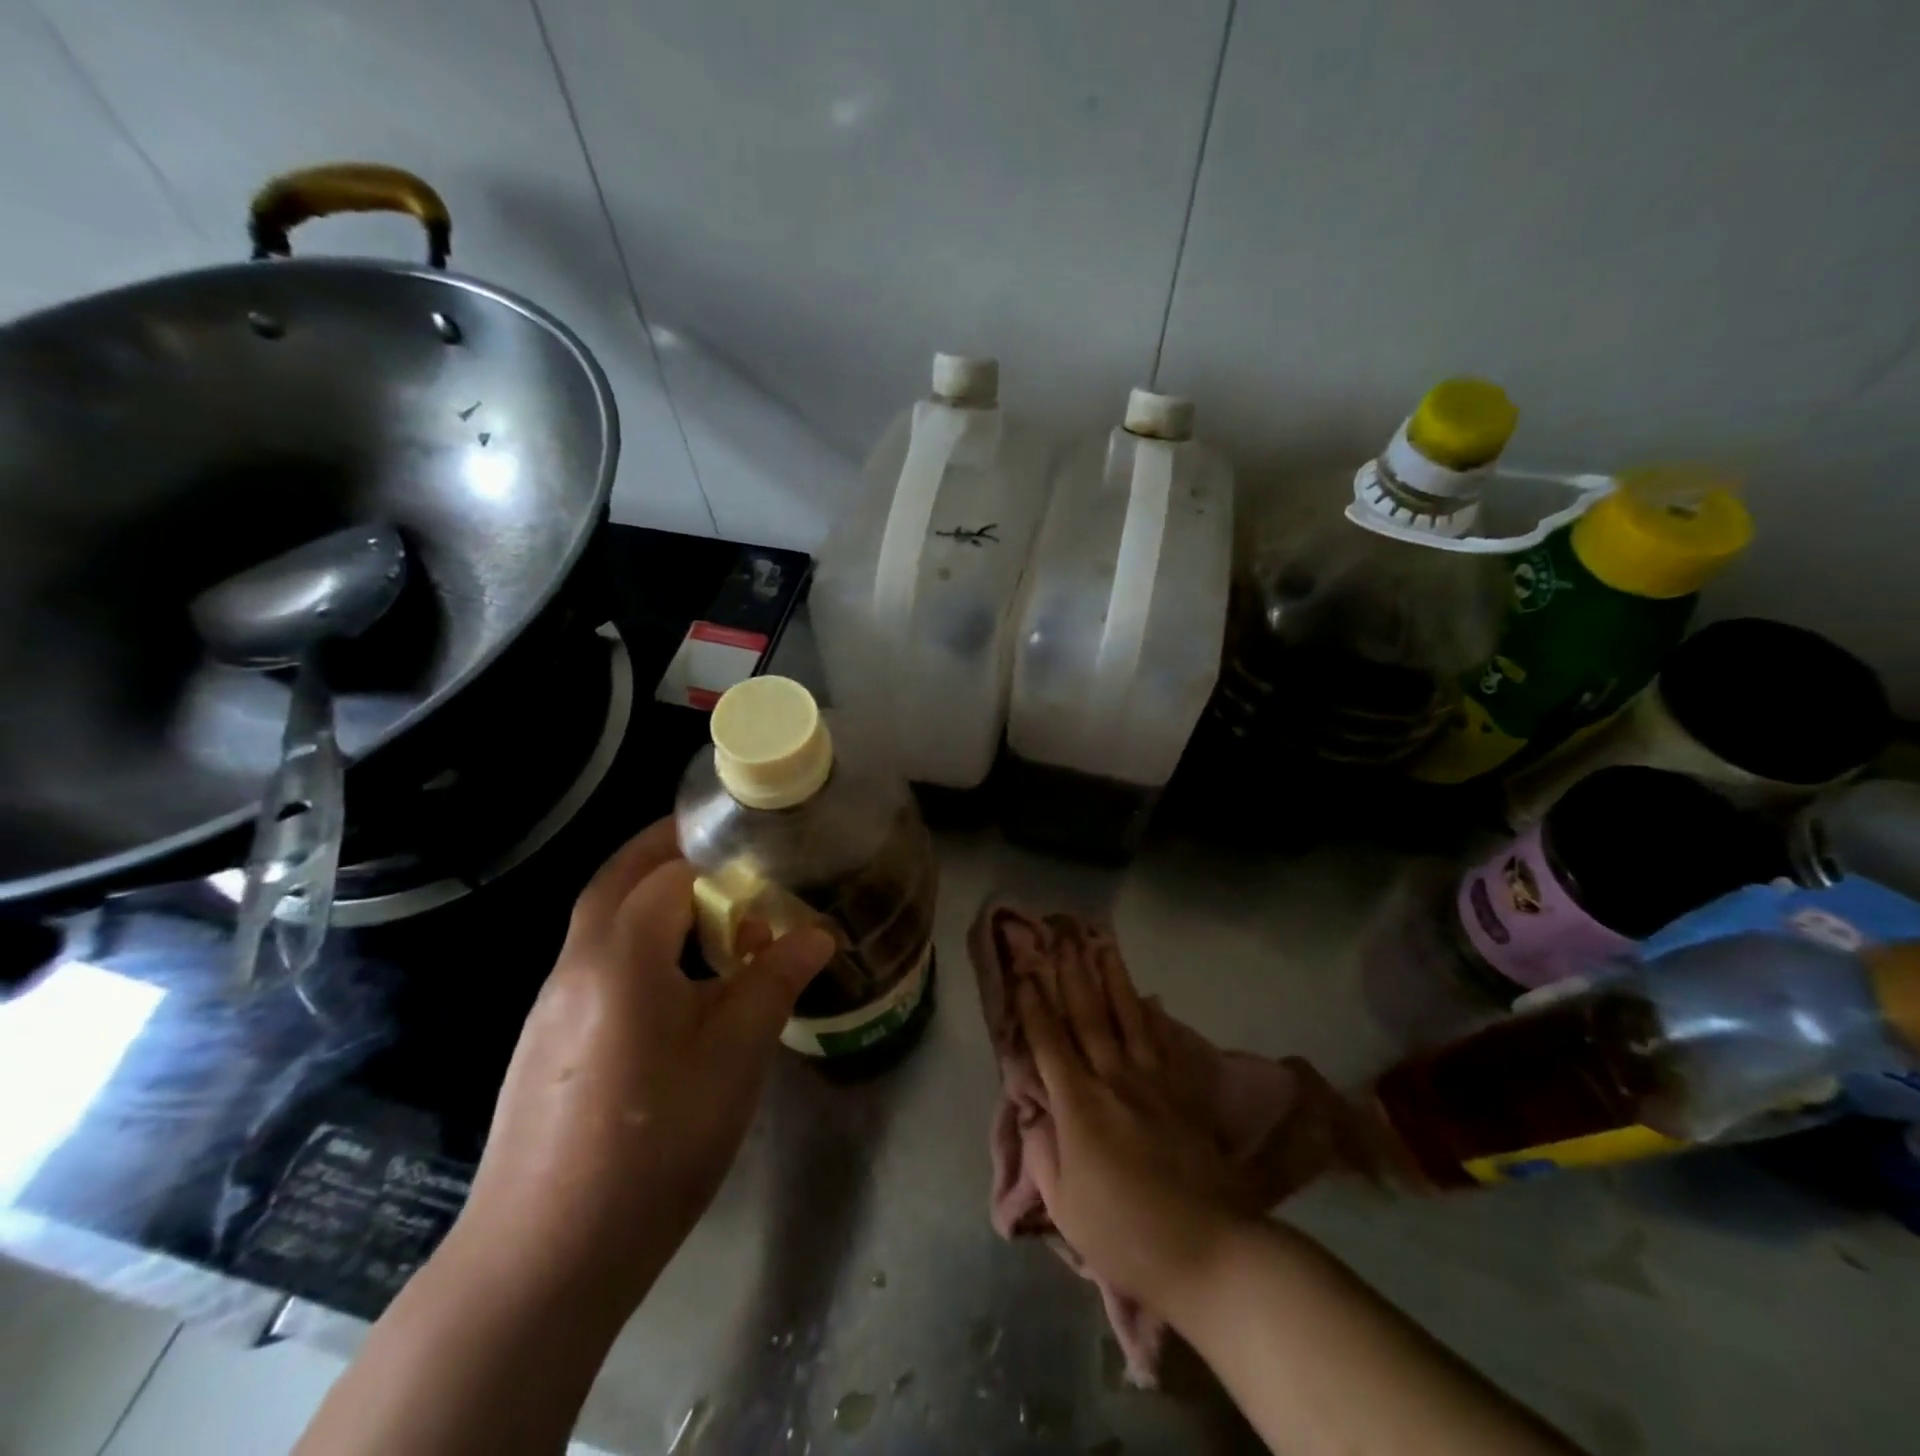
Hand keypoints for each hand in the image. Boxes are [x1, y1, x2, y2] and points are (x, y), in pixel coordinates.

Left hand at [457, 818, 834, 1316]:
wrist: (542, 1260)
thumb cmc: (654, 1143)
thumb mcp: (734, 1056)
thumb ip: (774, 981)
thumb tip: (816, 934)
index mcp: (620, 956)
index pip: (664, 871)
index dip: (710, 853)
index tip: (752, 845)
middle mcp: (575, 966)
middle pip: (616, 881)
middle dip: (664, 851)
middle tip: (720, 850)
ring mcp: (550, 1006)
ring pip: (600, 923)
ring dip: (649, 900)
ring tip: (711, 916)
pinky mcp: (544, 1043)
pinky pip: (594, 965)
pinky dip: (634, 945)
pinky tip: (673, 987)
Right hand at [1010, 919, 1256, 1310]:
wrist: (1210, 1249)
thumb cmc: (1126, 1234)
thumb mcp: (1065, 1207)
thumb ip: (1043, 1152)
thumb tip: (1035, 1111)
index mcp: (1079, 1105)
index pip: (1050, 1043)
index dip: (1034, 1006)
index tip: (1024, 972)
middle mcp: (1114, 1079)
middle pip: (1087, 1016)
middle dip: (1070, 975)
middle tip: (1060, 939)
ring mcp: (1153, 1081)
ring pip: (1127, 1017)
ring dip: (1112, 978)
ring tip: (1101, 945)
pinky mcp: (1183, 1092)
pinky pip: (1164, 1042)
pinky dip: (1153, 1015)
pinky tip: (1150, 995)